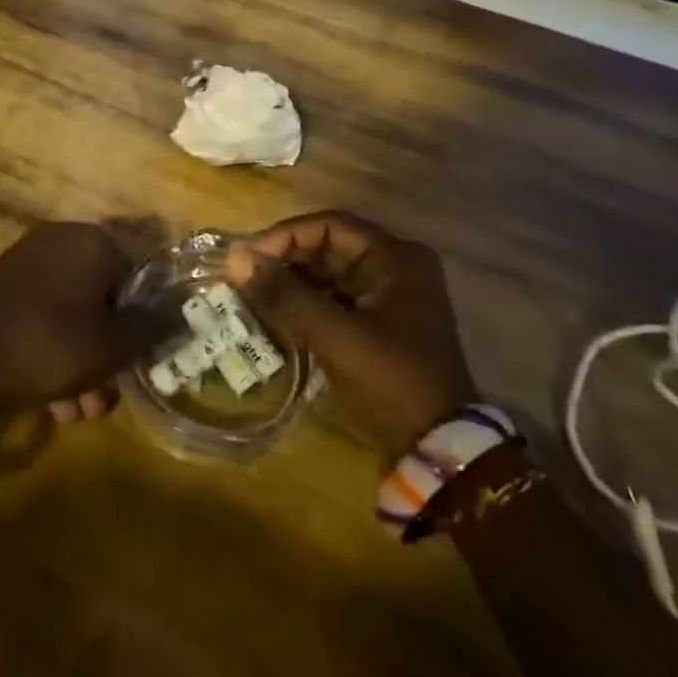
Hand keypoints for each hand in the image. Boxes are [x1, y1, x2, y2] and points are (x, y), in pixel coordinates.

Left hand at [0, 222, 166, 424]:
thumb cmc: (51, 346)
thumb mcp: (115, 345)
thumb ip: (153, 326)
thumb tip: (182, 311)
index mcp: (92, 240)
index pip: (136, 276)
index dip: (142, 322)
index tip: (138, 362)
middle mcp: (60, 241)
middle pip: (102, 299)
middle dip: (108, 353)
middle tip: (107, 396)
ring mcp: (27, 263)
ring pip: (71, 315)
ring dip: (82, 363)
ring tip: (78, 412)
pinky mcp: (2, 288)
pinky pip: (42, 318)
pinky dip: (52, 353)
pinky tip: (51, 403)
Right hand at [224, 212, 475, 458]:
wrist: (439, 450)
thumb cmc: (391, 382)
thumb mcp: (336, 336)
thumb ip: (287, 295)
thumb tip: (237, 261)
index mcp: (397, 258)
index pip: (330, 226)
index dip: (285, 236)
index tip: (248, 256)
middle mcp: (397, 266)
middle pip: (330, 245)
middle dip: (286, 257)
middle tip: (244, 272)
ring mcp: (392, 295)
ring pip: (331, 271)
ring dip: (293, 278)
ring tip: (253, 289)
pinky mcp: (382, 322)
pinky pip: (337, 296)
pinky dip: (307, 300)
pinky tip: (277, 310)